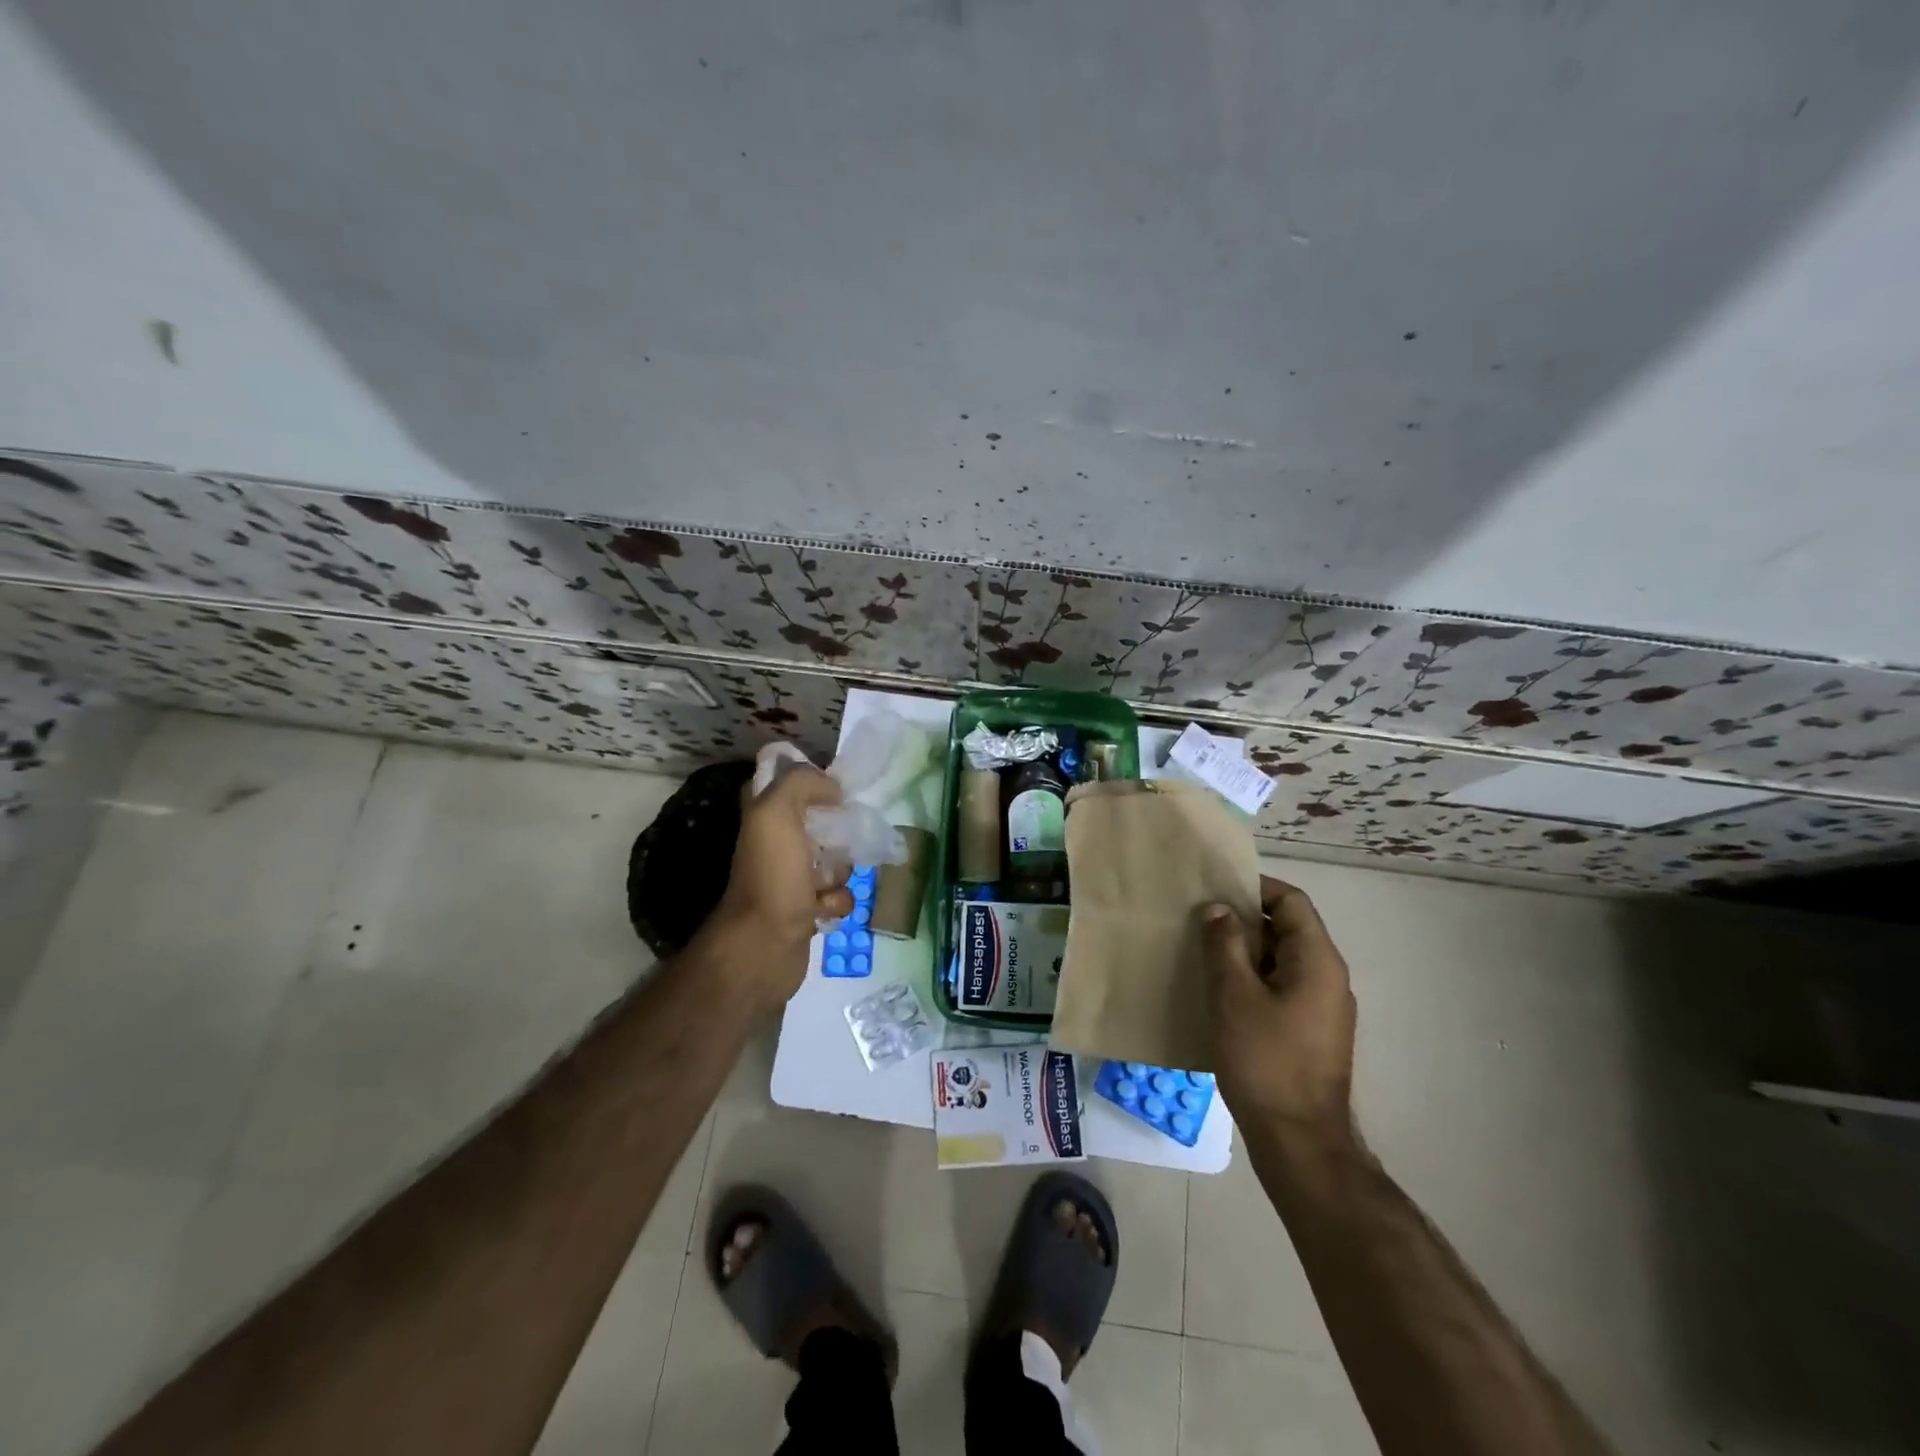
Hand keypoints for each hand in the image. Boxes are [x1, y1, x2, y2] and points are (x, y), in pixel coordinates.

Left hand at [704, 765, 855, 1005]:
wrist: (764, 945)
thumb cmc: (772, 874)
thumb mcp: (778, 812)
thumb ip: (802, 783)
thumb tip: (833, 789)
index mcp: (763, 815)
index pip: (787, 782)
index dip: (811, 781)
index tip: (834, 790)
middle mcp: (775, 843)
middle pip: (821, 822)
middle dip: (838, 832)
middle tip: (838, 842)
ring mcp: (791, 876)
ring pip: (835, 859)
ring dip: (840, 871)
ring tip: (824, 884)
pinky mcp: (806, 907)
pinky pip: (837, 894)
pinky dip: (836, 901)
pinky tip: (822, 909)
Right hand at [1202, 876, 1356, 1137]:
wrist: (1299, 1142)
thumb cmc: (1266, 1060)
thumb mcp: (1234, 995)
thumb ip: (1224, 944)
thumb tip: (1219, 909)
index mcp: (1317, 960)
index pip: (1291, 901)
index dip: (1254, 887)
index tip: (1214, 889)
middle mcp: (1328, 977)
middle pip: (1287, 928)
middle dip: (1243, 921)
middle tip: (1198, 921)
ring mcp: (1321, 1008)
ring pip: (1281, 961)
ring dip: (1244, 952)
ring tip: (1201, 954)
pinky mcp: (1310, 1033)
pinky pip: (1281, 988)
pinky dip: (1251, 980)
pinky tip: (1219, 994)